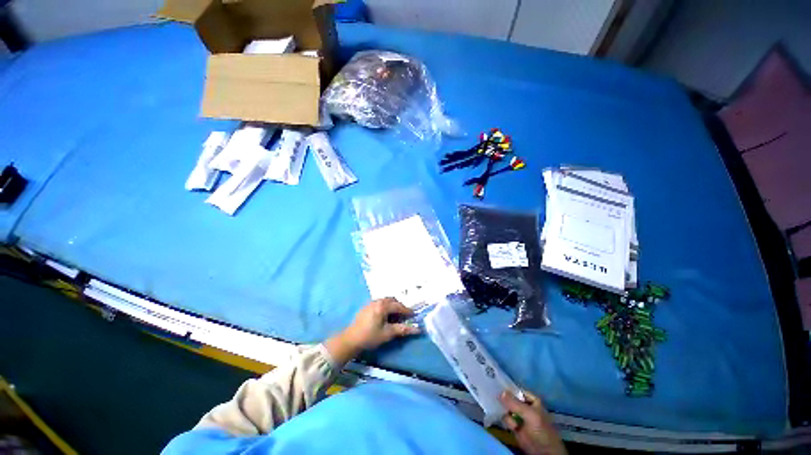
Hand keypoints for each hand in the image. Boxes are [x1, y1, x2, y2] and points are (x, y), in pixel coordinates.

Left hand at [325, 298, 419, 365]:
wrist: (351, 340)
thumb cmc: (370, 336)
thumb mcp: (388, 333)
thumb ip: (403, 329)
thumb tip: (417, 330)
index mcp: (383, 306)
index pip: (399, 306)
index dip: (407, 311)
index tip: (414, 316)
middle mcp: (377, 301)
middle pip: (392, 300)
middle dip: (400, 307)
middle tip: (405, 316)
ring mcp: (371, 303)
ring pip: (386, 301)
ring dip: (393, 306)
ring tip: (396, 317)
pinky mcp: (366, 307)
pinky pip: (380, 303)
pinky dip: (386, 307)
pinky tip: (385, 317)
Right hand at [500, 390, 566, 454]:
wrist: (544, 452)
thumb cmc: (541, 430)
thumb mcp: (530, 415)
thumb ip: (515, 404)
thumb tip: (500, 392)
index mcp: (530, 400)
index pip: (516, 390)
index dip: (507, 388)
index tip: (497, 386)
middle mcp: (523, 406)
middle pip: (509, 398)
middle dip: (503, 399)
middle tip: (495, 398)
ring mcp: (518, 416)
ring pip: (506, 408)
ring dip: (505, 412)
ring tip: (511, 420)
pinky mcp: (513, 426)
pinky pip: (505, 419)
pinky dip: (506, 421)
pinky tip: (511, 426)